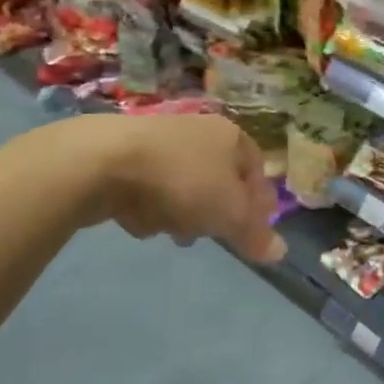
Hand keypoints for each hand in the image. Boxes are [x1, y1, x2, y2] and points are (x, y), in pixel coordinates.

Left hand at [57, 113, 286, 264]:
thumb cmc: (182, 181)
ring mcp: (159, 140)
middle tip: (208, 234)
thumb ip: (255, 234)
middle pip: (218, 179)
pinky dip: (148, 205)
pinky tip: (137, 220)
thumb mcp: (229, 213)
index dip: (258, 203)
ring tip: (171, 232)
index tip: (251, 231)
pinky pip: (148, 187)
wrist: (102, 161)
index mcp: (232, 136)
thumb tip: (281, 253)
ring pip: (183, 185)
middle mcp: (199, 130)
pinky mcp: (123, 154)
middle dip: (214, 211)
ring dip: (181, 212)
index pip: (257, 170)